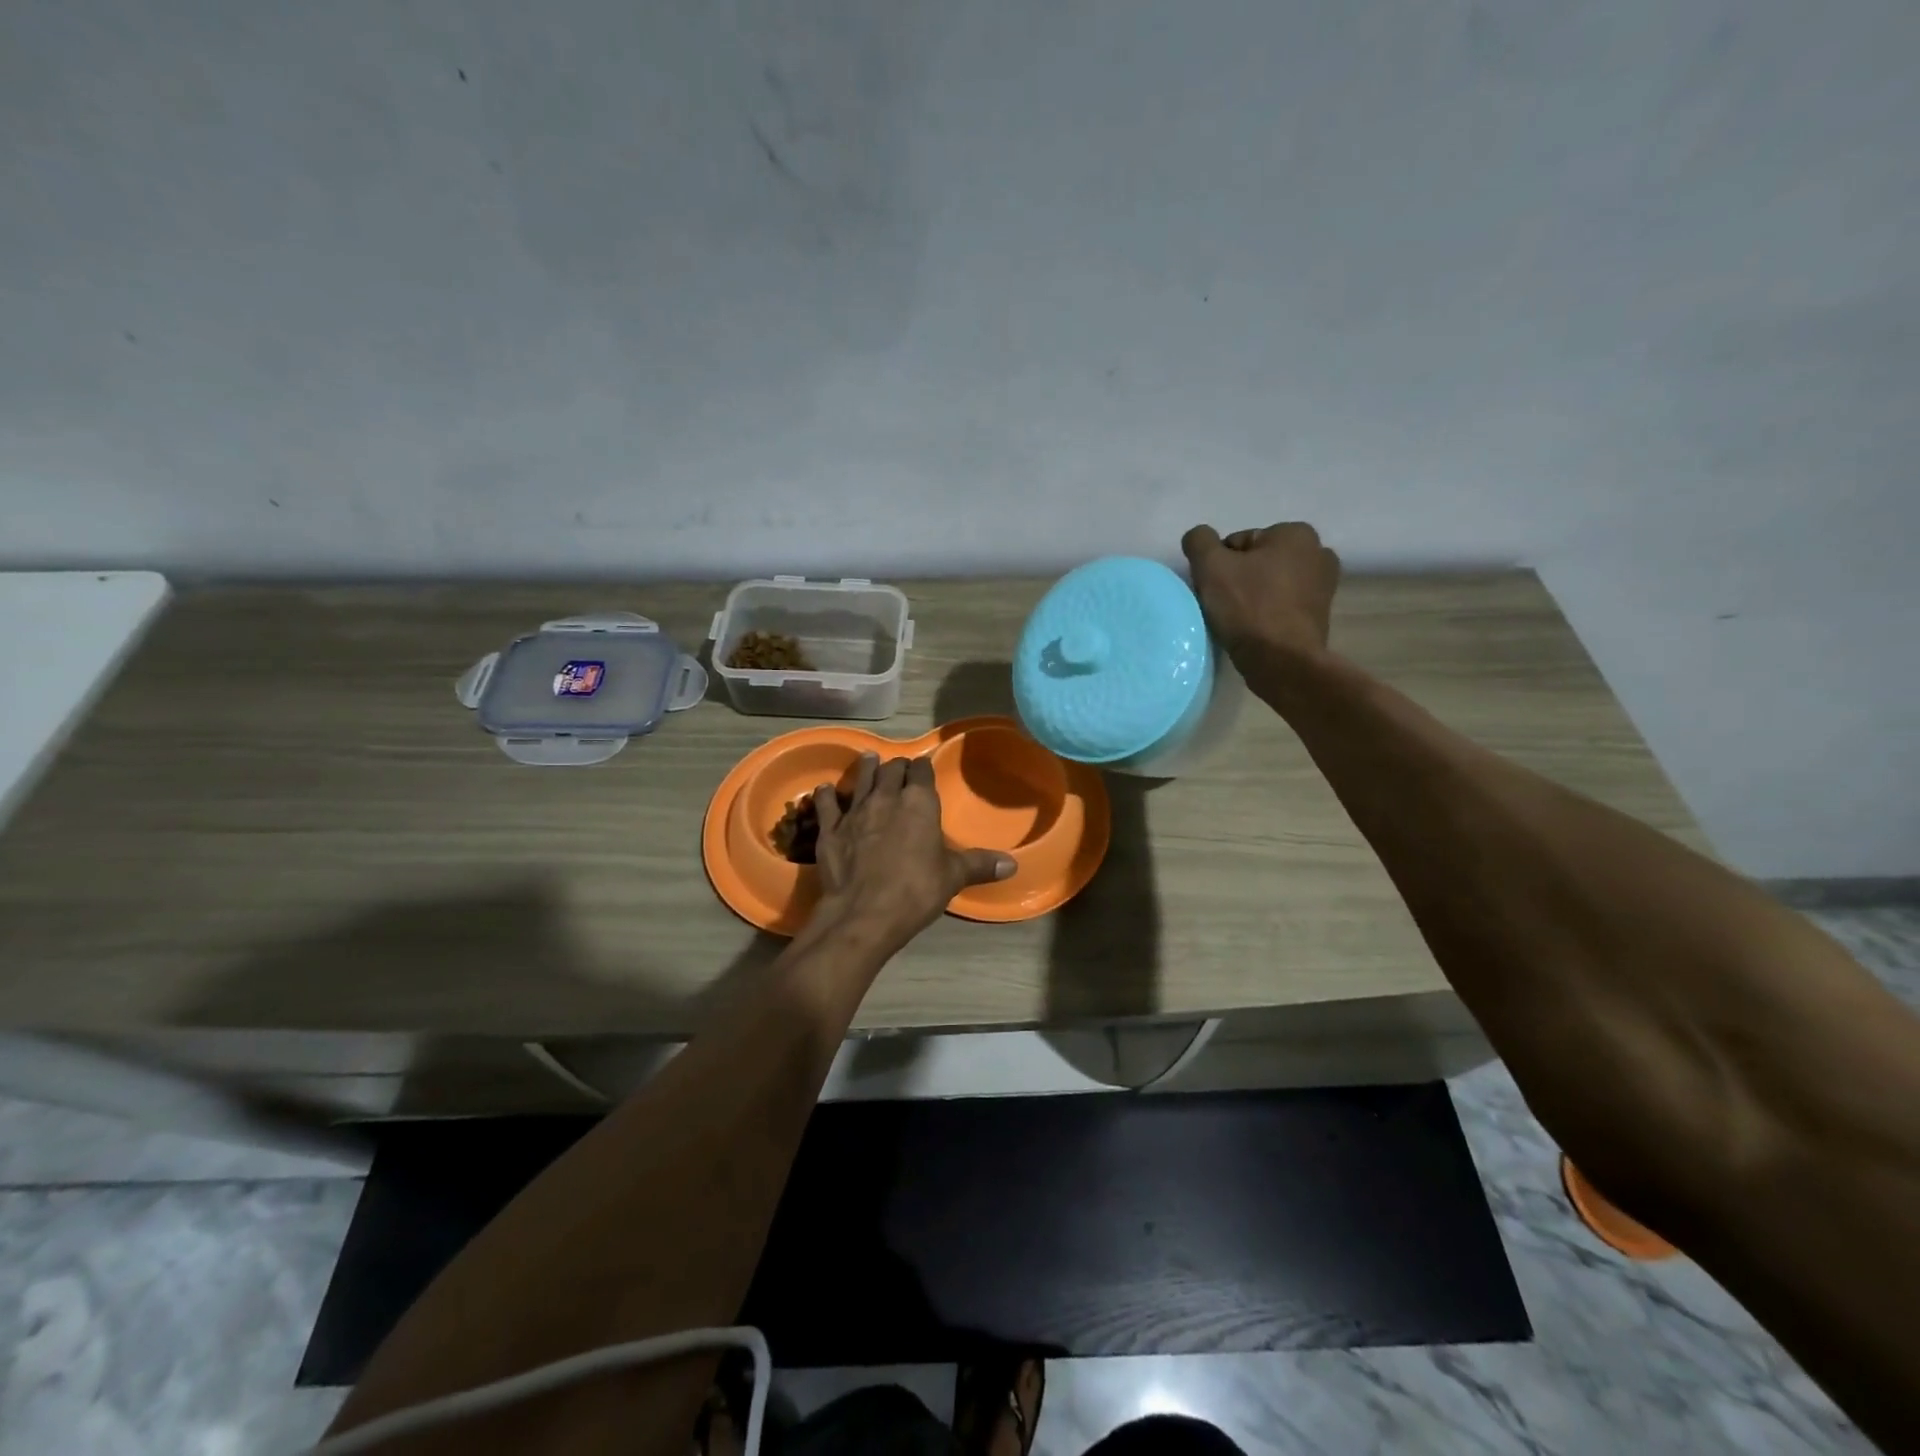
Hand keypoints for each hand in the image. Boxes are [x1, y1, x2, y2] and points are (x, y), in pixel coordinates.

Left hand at [811, 752, 1013, 954]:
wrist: (864, 913)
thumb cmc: (916, 891)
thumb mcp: (953, 877)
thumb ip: (979, 865)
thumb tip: (1011, 865)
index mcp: (919, 803)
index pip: (921, 771)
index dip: (923, 768)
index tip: (923, 769)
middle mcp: (886, 798)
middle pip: (891, 769)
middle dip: (897, 767)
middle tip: (899, 770)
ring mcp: (854, 811)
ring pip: (861, 779)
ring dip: (867, 769)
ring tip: (870, 760)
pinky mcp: (829, 829)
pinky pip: (827, 803)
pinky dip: (827, 794)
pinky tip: (826, 790)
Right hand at [1181, 522, 1341, 665]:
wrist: (1282, 661)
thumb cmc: (1248, 607)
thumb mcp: (1211, 566)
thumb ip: (1199, 541)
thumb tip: (1199, 537)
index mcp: (1296, 533)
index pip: (1238, 543)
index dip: (1219, 566)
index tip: (1214, 589)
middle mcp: (1318, 552)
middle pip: (1256, 562)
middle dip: (1237, 579)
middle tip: (1222, 605)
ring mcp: (1324, 585)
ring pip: (1268, 584)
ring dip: (1251, 596)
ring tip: (1237, 620)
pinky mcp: (1319, 614)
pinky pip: (1281, 605)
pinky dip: (1266, 613)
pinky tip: (1254, 629)